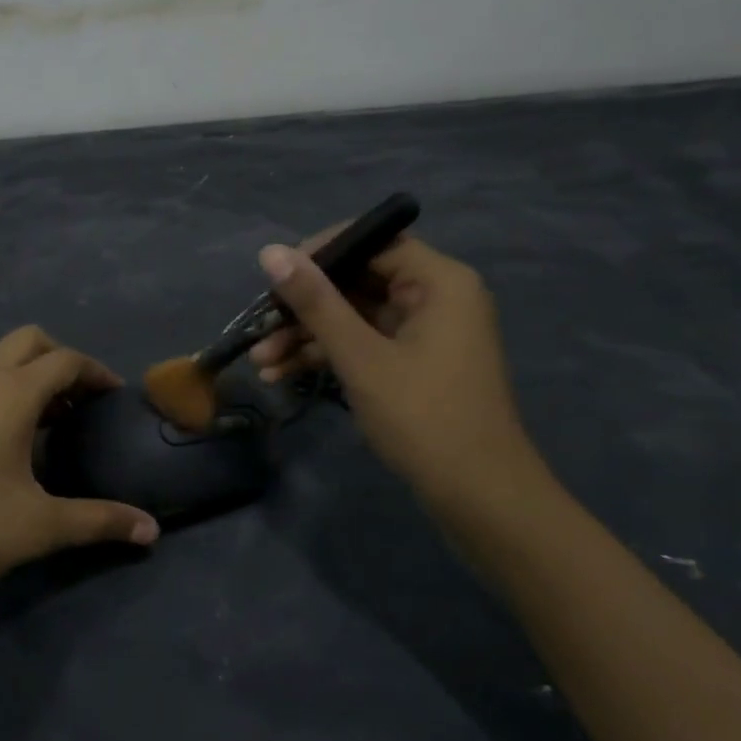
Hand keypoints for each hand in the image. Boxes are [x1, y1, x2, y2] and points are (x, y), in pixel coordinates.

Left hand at [0, 327, 159, 615]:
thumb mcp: (42, 526)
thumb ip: (101, 521)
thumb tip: (152, 531)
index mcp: (10, 394)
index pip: (65, 360)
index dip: (97, 372)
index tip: (116, 396)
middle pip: (30, 341)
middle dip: (62, 359)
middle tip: (83, 399)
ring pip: (0, 358)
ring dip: (32, 373)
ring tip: (55, 418)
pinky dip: (7, 387)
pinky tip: (14, 436)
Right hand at [249, 233, 552, 520]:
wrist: (480, 499)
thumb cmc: (424, 418)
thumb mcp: (360, 357)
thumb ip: (315, 302)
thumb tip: (271, 252)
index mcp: (438, 281)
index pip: (371, 241)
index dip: (319, 255)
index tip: (275, 278)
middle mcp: (435, 296)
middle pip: (358, 280)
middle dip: (304, 307)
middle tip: (260, 326)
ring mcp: (425, 332)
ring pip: (355, 316)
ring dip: (308, 336)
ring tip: (261, 361)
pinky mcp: (415, 363)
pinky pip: (364, 343)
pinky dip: (328, 355)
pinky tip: (282, 375)